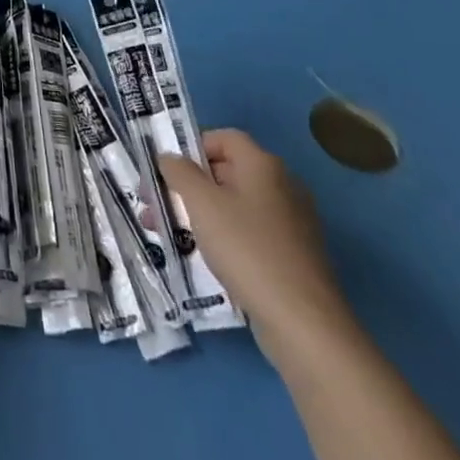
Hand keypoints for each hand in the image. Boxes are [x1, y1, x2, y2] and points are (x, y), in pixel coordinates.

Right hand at [159, 129, 354, 368]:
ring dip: (200, 214)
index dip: (192, 148)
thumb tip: (169, 158)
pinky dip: (224, 238)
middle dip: (188, 186)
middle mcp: (282, 186)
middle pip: (227, 172)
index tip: (167, 172)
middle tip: (156, 207)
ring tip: (170, 236)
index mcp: (263, 165)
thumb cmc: (247, 249)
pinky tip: (204, 259)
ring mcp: (292, 223)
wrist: (303, 322)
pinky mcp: (294, 256)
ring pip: (236, 206)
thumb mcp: (201, 203)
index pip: (223, 138)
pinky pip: (250, 233)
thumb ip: (179, 172)